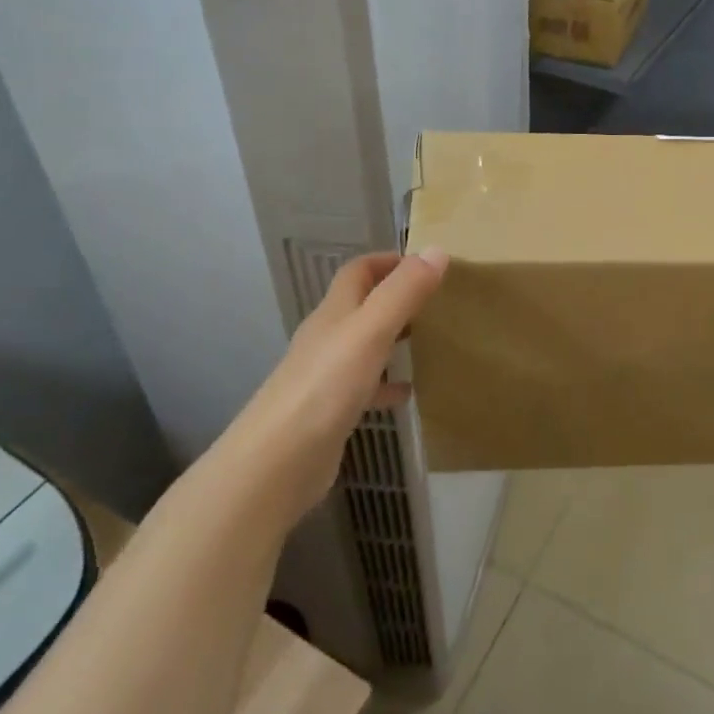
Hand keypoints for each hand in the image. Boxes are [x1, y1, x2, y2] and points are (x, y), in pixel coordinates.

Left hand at [224, 249, 447, 519]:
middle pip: (361, 306)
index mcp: (334, 313)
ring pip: (363, 346)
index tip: (425, 263)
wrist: (277, 463)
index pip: (358, 271)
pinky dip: (386, 384)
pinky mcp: (329, 412)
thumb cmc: (326, 386)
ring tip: (427, 341)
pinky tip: (407, 393)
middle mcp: (327, 338)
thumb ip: (404, 292)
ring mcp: (325, 376)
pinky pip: (364, 387)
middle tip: (435, 301)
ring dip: (392, 339)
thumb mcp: (371, 330)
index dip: (388, 261)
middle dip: (395, 298)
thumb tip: (437, 251)